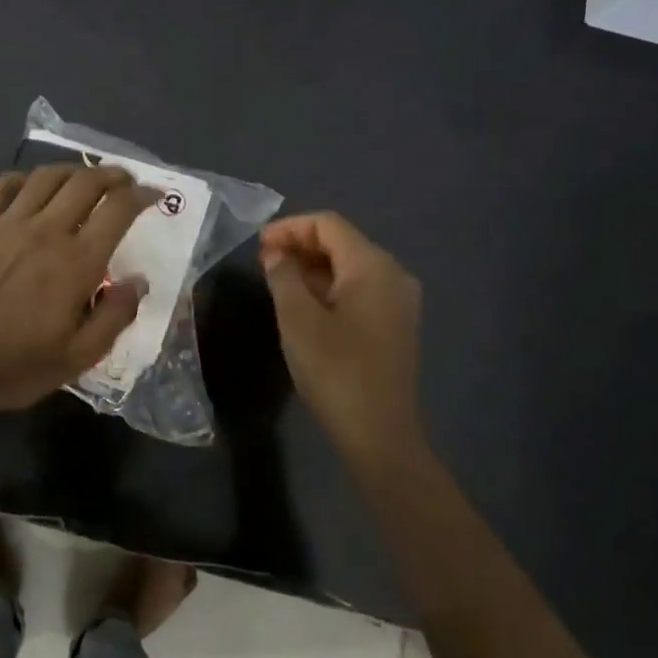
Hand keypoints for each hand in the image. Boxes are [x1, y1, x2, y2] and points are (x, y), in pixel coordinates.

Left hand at [0, 165, 157, 414]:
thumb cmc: (17, 366)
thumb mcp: (79, 357)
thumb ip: (115, 315)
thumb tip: (138, 280)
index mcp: (77, 262)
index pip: (118, 209)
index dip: (142, 195)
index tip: (154, 195)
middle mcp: (46, 231)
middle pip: (86, 182)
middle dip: (112, 175)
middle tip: (124, 181)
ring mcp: (7, 224)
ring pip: (46, 177)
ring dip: (72, 170)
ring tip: (83, 179)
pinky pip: (0, 186)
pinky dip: (21, 178)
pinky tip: (29, 187)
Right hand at [260, 212, 424, 464]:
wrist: (379, 433)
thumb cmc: (335, 369)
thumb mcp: (297, 318)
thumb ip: (284, 276)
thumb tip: (277, 254)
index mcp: (372, 265)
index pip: (328, 224)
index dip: (290, 227)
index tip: (258, 245)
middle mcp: (393, 274)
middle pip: (342, 242)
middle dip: (301, 245)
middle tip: (264, 262)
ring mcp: (398, 301)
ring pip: (351, 267)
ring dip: (313, 267)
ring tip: (278, 281)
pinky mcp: (395, 325)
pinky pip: (360, 289)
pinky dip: (330, 287)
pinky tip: (305, 304)